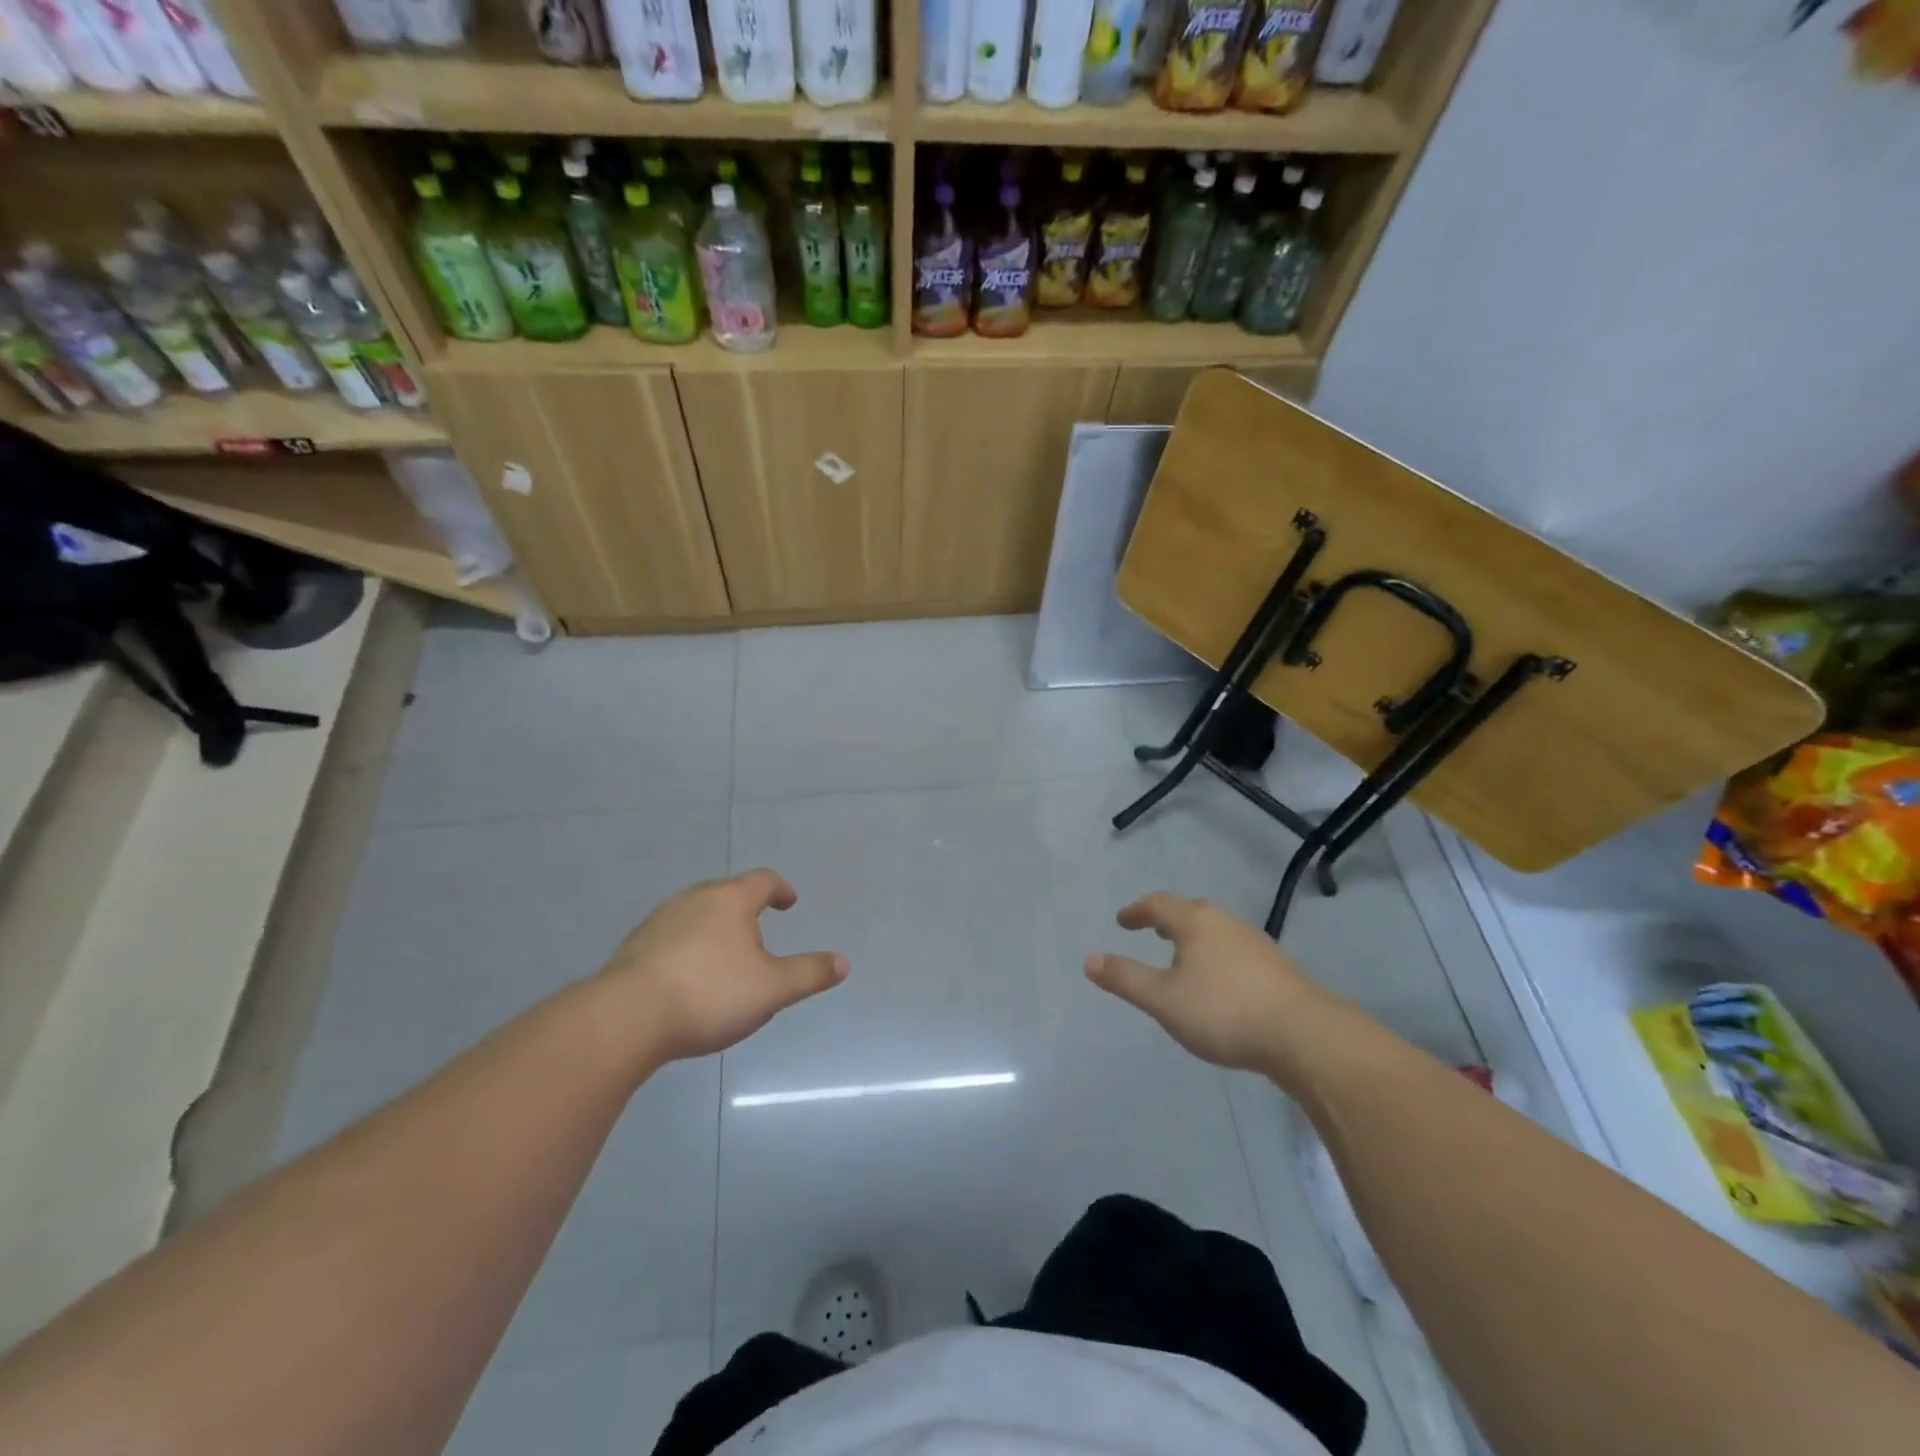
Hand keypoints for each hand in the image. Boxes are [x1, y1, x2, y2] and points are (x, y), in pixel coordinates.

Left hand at [599, 869, 846, 1062]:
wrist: (626, 1018)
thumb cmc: (710, 993)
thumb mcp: (772, 989)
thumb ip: (809, 974)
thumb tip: (843, 962)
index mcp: (731, 900)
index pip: (763, 881)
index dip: (780, 889)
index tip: (788, 902)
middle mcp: (694, 899)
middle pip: (727, 894)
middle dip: (746, 910)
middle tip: (759, 934)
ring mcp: (659, 921)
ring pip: (696, 915)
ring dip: (714, 930)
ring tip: (724, 959)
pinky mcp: (634, 947)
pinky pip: (671, 939)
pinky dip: (687, 949)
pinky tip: (688, 980)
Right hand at [1085, 892, 1325, 1074]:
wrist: (1304, 1036)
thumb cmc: (1223, 1011)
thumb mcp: (1163, 999)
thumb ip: (1125, 978)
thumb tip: (1089, 959)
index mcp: (1196, 922)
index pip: (1159, 904)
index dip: (1137, 911)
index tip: (1123, 920)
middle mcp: (1226, 923)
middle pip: (1191, 911)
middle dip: (1168, 919)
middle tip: (1153, 931)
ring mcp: (1256, 944)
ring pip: (1216, 931)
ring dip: (1195, 938)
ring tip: (1183, 957)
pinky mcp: (1277, 968)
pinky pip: (1235, 950)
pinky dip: (1217, 955)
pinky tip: (1220, 982)